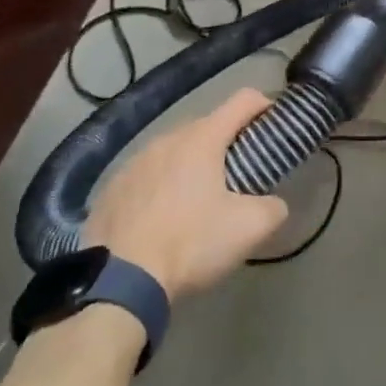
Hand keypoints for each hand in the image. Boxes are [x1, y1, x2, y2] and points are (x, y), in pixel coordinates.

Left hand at [83, 89, 289, 299]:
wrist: (117, 285)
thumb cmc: (190, 244)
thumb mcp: (249, 229)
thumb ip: (273, 207)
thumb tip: (273, 204)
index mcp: (202, 139)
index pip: (243, 100)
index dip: (265, 106)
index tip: (275, 126)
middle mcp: (165, 139)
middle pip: (207, 126)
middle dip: (228, 143)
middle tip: (241, 174)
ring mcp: (132, 163)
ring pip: (173, 151)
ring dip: (191, 165)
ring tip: (198, 200)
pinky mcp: (109, 189)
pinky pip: (146, 176)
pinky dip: (161, 186)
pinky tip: (162, 219)